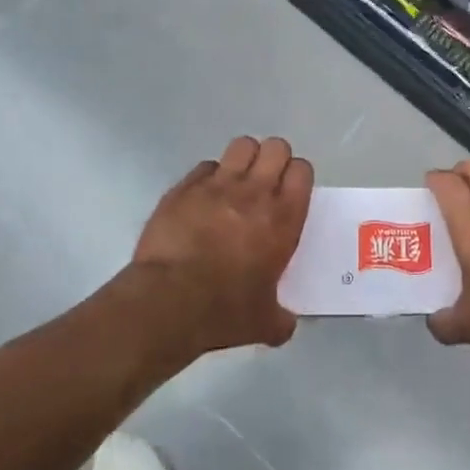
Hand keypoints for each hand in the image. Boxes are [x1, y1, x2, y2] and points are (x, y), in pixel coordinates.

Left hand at [129, 136, 313, 354]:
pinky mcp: (185, 187)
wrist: (168, 302)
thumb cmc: (224, 311)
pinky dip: (209, 177)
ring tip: (236, 183)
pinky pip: (205, 167)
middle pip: (276, 147)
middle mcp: (255, 192)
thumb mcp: (264, 322)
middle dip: (274, 160)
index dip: (297, 177)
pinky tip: (203, 199)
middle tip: (265, 184)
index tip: (290, 193)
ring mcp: (217, 184)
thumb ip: (281, 317)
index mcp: (283, 218)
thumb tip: (285, 324)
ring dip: (244, 159)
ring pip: (242, 145)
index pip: (302, 170)